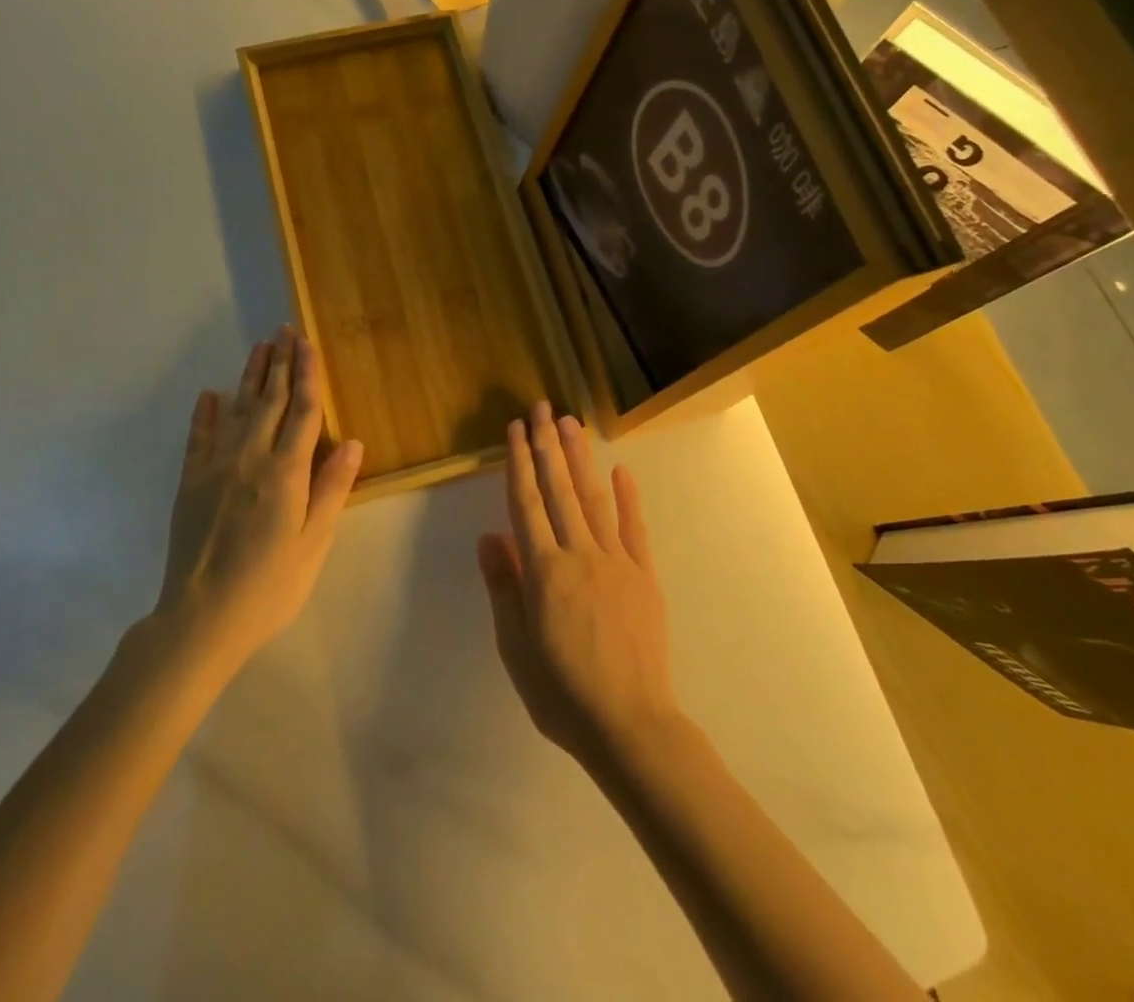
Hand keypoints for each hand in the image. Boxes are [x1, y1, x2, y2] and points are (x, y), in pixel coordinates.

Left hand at [149, 327, 363, 675]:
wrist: (200, 620)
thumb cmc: (269, 586)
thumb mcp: (313, 543)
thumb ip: (331, 489)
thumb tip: (352, 441)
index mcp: (286, 473)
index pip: (302, 411)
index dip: (307, 374)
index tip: (308, 342)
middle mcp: (250, 459)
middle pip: (269, 401)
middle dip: (280, 363)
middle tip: (284, 330)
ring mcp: (216, 469)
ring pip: (237, 411)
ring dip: (249, 377)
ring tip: (259, 348)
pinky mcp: (190, 484)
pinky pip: (198, 438)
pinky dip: (205, 414)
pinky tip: (210, 394)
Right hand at [477, 403, 681, 772]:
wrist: (631, 725)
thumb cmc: (562, 693)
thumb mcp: (515, 648)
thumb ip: (504, 587)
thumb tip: (489, 536)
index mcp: (544, 570)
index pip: (526, 503)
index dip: (519, 463)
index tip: (515, 429)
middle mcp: (579, 554)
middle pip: (559, 489)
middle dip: (547, 445)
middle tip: (541, 407)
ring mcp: (616, 561)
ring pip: (593, 498)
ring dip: (580, 458)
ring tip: (571, 423)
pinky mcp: (644, 575)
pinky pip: (635, 528)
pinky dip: (628, 497)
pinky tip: (621, 470)